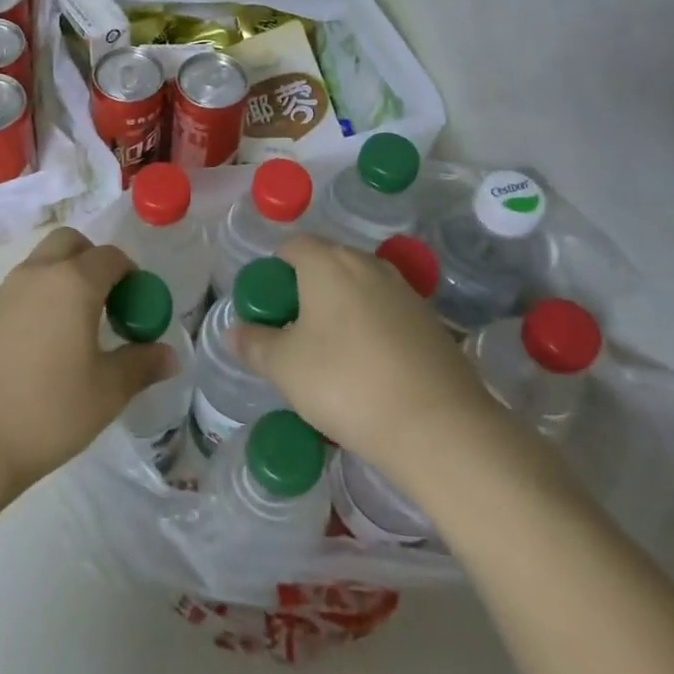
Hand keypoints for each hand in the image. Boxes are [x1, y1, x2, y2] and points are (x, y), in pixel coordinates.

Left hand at [0, 228, 175, 496]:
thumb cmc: (47, 411)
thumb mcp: (106, 393)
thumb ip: (140, 366)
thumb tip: (170, 355)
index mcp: (73, 282)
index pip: (110, 257)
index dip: (131, 274)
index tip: (137, 305)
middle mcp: (37, 274)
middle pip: (69, 243)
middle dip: (92, 260)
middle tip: (105, 302)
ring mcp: (3, 291)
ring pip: (40, 264)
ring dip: (62, 279)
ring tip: (72, 329)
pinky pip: (18, 291)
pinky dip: (36, 301)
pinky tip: (38, 348)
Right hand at [235, 234, 499, 488]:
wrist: (438, 426)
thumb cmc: (344, 382)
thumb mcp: (283, 367)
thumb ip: (254, 343)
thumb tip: (235, 331)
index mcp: (327, 262)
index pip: (291, 246)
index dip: (273, 274)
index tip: (268, 311)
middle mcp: (367, 263)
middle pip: (326, 264)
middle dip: (306, 292)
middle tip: (294, 335)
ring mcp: (404, 291)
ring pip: (358, 290)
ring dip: (340, 312)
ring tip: (331, 357)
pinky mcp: (431, 322)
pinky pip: (386, 314)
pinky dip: (371, 331)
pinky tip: (369, 371)